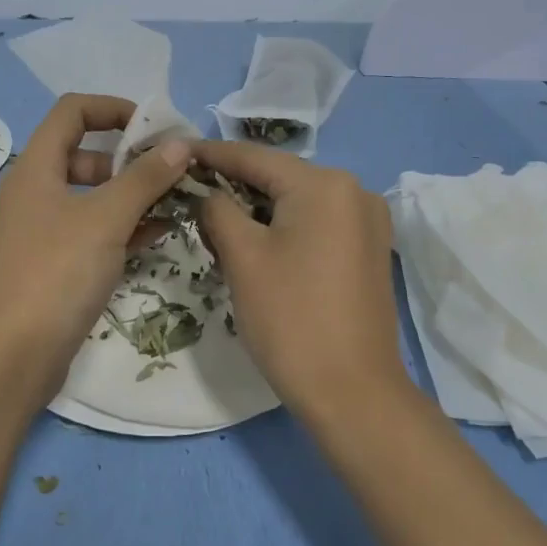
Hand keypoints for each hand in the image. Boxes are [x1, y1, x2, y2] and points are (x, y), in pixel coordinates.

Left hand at [0, 95, 191, 402]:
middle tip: (176, 171)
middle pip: (87, 155)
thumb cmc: (55, 274)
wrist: (9, 357)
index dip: (114, 108)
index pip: (72, 112)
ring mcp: (44, 233)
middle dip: (132, 159)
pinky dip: (126, 228)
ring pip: (95, 198)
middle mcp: (36, 193)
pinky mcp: (55, 267)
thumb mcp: (106, 219)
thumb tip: (180, 144)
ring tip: (180, 201)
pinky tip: (162, 234)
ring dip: (134, 195)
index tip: (155, 126)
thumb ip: (145, 178)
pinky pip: (95, 233)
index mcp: (36, 168)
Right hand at [194, 141, 409, 418]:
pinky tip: (258, 247)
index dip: (211, 155)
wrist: (352, 392)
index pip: (255, 157)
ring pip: (298, 203)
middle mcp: (354, 191)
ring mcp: (368, 222)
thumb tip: (209, 194)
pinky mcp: (370, 250)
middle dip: (234, 188)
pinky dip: (285, 229)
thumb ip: (218, 210)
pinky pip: (318, 224)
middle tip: (190, 198)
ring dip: (258, 212)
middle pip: (279, 178)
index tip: (176, 153)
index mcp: (324, 184)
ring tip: (217, 228)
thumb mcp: (243, 258)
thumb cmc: (290, 319)